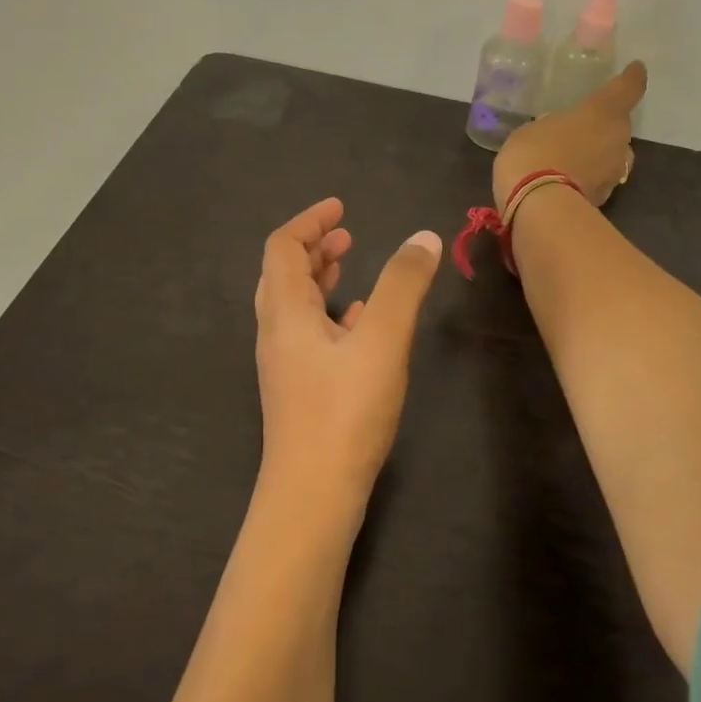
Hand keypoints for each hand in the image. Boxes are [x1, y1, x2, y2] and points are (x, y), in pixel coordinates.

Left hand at [253, 198, 442, 517]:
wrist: (313, 493)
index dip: (309, 222)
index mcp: (285, 313)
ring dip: (319, 281)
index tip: (340, 208)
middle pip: (283, 276)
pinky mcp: (299, 391)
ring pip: (295, 307)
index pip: (282, 248)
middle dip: (313, 249)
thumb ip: (403, 286)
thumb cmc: (344, 412)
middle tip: (346, 235)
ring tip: (351, 269)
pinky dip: (330, 317)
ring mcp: (284, 365)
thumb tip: (424, 237)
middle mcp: (276, 334)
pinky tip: (360, 325)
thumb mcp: (382, 341)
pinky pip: (308, 337)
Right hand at [493, 61, 647, 207]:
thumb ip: (551, 128)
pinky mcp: (605, 199)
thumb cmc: (533, 154)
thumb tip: (556, 134)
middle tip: (581, 130)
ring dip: (597, 156)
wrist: (539, 208)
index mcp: (603, 112)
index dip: (632, 78)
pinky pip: (597, 180)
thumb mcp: (532, 131)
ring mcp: (614, 172)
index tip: (635, 70)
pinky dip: (587, 179)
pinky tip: (566, 182)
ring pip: (611, 156)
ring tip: (573, 159)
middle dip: (604, 127)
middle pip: (619, 126)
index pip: (628, 88)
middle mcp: (618, 139)